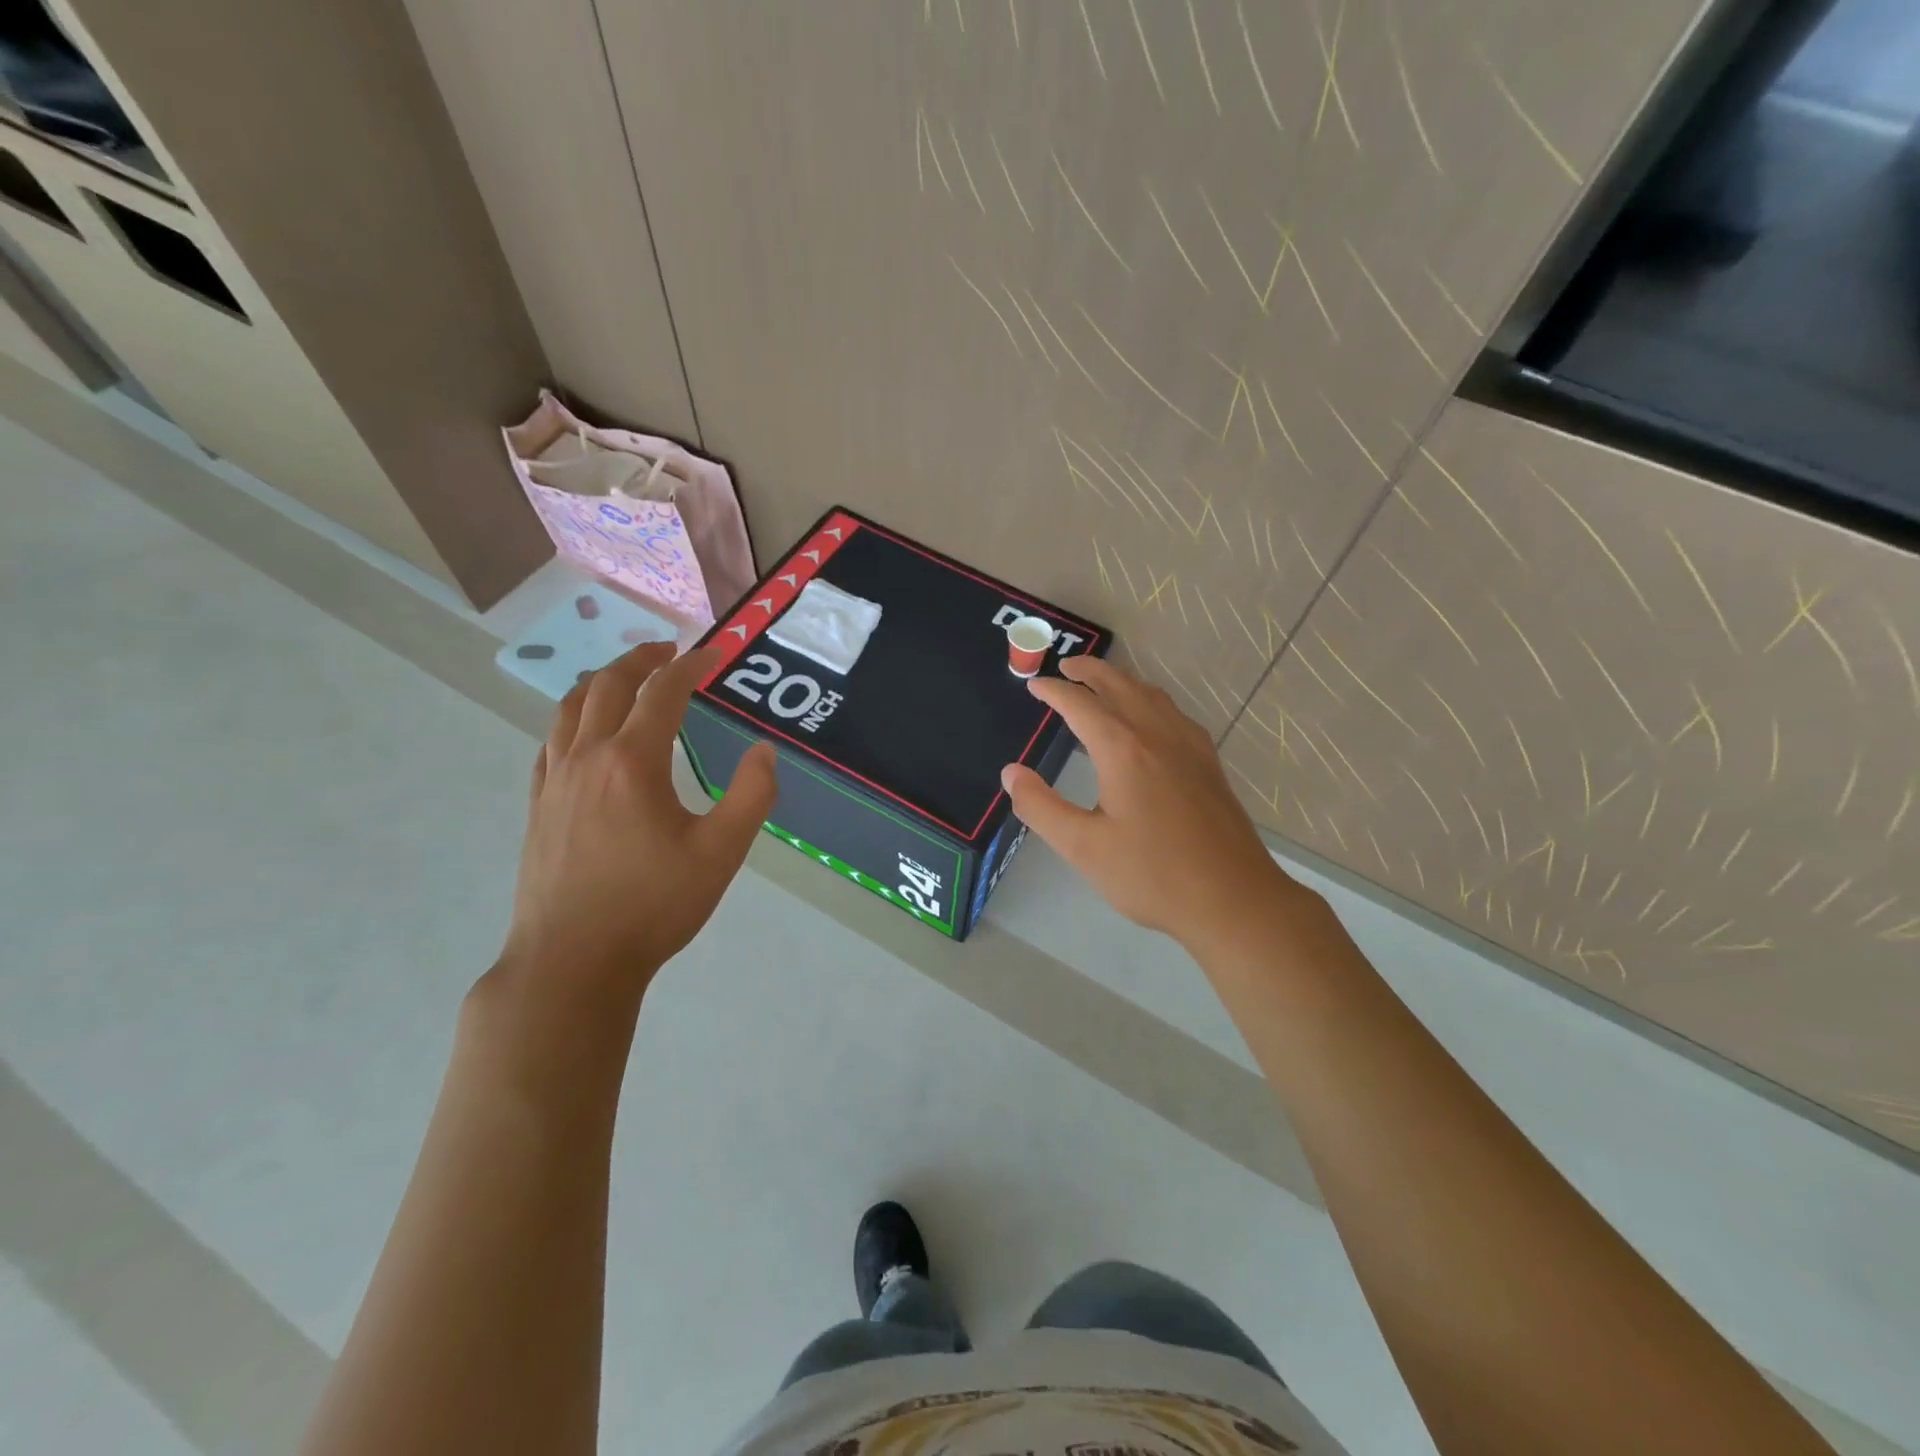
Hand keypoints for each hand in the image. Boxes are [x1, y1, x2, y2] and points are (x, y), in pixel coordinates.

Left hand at [495, 642, 776, 1015]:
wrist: (572, 962)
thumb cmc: (653, 906)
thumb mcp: (721, 852)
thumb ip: (751, 795)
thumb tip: (764, 751)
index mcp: (633, 762)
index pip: (663, 693)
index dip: (690, 666)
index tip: (713, 654)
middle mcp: (587, 758)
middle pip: (608, 687)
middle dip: (641, 660)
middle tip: (668, 651)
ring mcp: (554, 782)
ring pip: (570, 709)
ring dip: (601, 681)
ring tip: (625, 678)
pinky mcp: (538, 807)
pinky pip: (551, 742)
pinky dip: (572, 719)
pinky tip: (583, 732)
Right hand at [1001, 655, 1293, 949]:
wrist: (1234, 899)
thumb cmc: (1152, 875)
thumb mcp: (1083, 848)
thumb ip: (1040, 807)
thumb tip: (1010, 772)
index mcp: (1124, 750)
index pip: (1081, 705)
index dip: (1054, 691)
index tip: (1033, 686)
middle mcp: (1158, 735)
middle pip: (1121, 685)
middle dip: (1090, 671)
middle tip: (1066, 667)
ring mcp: (1190, 747)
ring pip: (1152, 695)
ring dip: (1122, 680)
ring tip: (1102, 683)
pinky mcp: (1209, 763)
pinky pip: (1173, 713)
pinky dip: (1149, 700)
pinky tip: (1151, 720)